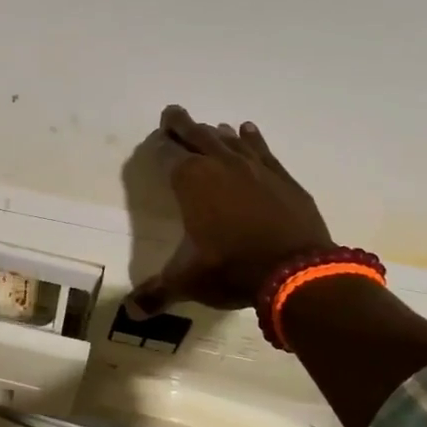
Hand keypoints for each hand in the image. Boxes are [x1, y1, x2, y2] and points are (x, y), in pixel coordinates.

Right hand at [128, 106, 332, 314]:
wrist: (297, 270)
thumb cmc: (232, 268)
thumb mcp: (188, 280)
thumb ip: (157, 292)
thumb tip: (130, 313)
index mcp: (190, 180)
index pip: (167, 154)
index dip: (159, 147)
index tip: (154, 141)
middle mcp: (219, 164)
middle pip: (195, 134)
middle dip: (181, 124)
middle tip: (172, 113)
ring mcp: (253, 166)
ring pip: (228, 139)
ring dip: (214, 133)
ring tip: (207, 128)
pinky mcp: (281, 176)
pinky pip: (261, 149)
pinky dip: (251, 138)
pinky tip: (247, 131)